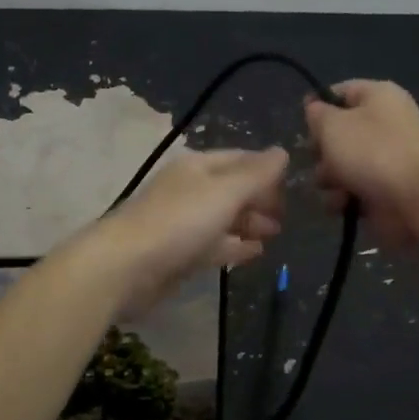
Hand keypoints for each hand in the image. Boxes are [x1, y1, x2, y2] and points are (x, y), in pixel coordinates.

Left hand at [87, 148, 287, 314]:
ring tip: (275, 234)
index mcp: (197, 168)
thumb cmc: (178, 222)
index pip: (238, 160)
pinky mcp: (178, 255)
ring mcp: (182, 224)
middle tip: (286, 216)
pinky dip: (234, 247)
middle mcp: (189, 191)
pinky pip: (213, 246)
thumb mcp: (224, 192)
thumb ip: (256, 175)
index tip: (292, 186)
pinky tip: (255, 253)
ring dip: (249, 224)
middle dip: (259, 200)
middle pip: (231, 190)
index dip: (265, 170)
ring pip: (223, 219)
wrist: (126, 267)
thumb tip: (282, 152)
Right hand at [304, 80, 418, 247]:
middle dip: (321, 151)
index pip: (340, 92)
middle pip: (338, 134)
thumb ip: (317, 114)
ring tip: (334, 187)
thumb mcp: (333, 124)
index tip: (302, 123)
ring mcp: (386, 160)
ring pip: (341, 166)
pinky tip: (344, 204)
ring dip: (329, 179)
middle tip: (318, 158)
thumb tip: (315, 109)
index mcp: (378, 97)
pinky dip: (344, 199)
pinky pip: (352, 191)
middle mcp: (384, 125)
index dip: (318, 106)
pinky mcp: (384, 191)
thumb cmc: (374, 152)